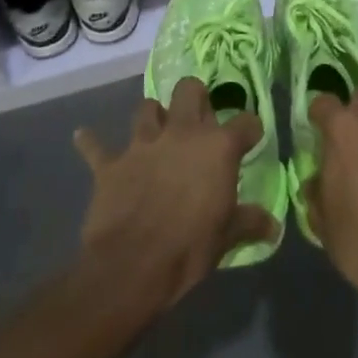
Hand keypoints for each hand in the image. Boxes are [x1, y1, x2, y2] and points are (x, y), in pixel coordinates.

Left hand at [73, 79, 278, 312]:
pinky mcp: (111, 164)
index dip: (249, 130)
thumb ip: (250, 222)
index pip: (245, 123)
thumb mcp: (227, 237)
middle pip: (189, 90)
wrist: (132, 268)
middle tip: (198, 118)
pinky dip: (91, 142)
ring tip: (156, 129)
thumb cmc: (189, 249)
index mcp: (217, 148)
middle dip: (195, 97)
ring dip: (152, 116)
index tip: (250, 139)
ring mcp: (143, 145)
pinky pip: (96, 147)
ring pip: (147, 108)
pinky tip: (83, 136)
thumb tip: (274, 226)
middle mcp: (181, 134)